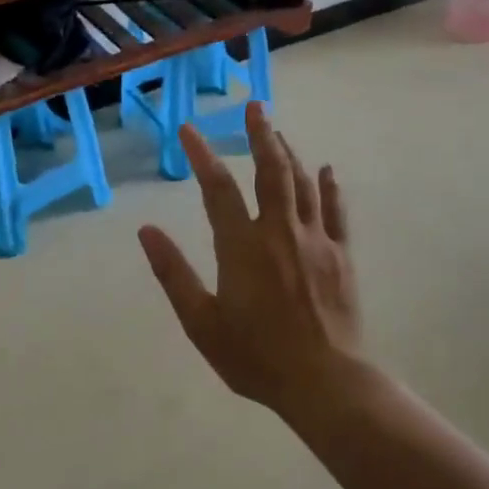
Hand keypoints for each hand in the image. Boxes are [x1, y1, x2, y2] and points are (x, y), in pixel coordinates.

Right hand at [138, 103, 361, 418]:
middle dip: (260, 135)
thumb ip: (173, 273)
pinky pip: (336, 211)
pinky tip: (327, 169)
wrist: (324, 381)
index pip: (218, 188)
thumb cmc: (255, 356)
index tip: (188, 129)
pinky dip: (330, 187)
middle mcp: (280, 232)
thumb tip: (146, 231)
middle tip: (254, 106)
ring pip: (302, 184)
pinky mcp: (342, 256)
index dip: (202, 155)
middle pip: (270, 171)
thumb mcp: (201, 322)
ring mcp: (316, 241)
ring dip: (289, 153)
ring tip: (278, 132)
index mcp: (242, 246)